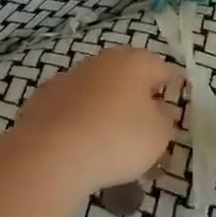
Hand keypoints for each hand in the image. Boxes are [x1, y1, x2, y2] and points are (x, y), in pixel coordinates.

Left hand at [11, 46, 179, 200]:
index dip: (171, 89)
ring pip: (97, 93)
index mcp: (134, 62)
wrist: (49, 154)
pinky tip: (81, 148)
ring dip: (107, 110)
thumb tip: (159, 109)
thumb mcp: (158, 135)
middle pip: (127, 78)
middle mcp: (101, 61)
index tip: (173, 110)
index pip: (162, 69)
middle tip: (144, 131)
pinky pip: (72, 110)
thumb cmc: (117, 138)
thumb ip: (165, 119)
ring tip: (111, 145)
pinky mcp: (42, 100)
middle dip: (137, 101)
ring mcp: (68, 78)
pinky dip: (80, 123)